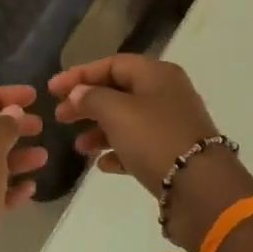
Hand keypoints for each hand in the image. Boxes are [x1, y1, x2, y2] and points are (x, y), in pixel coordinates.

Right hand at [48, 55, 220, 194]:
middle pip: (119, 92)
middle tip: (60, 118)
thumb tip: (79, 93)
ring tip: (79, 147)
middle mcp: (166, 95)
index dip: (80, 74)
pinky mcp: (172, 154)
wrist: (199, 187)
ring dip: (100, 131)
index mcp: (157, 75)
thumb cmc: (155, 139)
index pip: (113, 64)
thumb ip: (92, 98)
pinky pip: (138, 147)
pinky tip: (102, 165)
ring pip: (127, 121)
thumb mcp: (117, 112)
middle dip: (87, 104)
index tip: (52, 89)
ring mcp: (171, 125)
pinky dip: (118, 152)